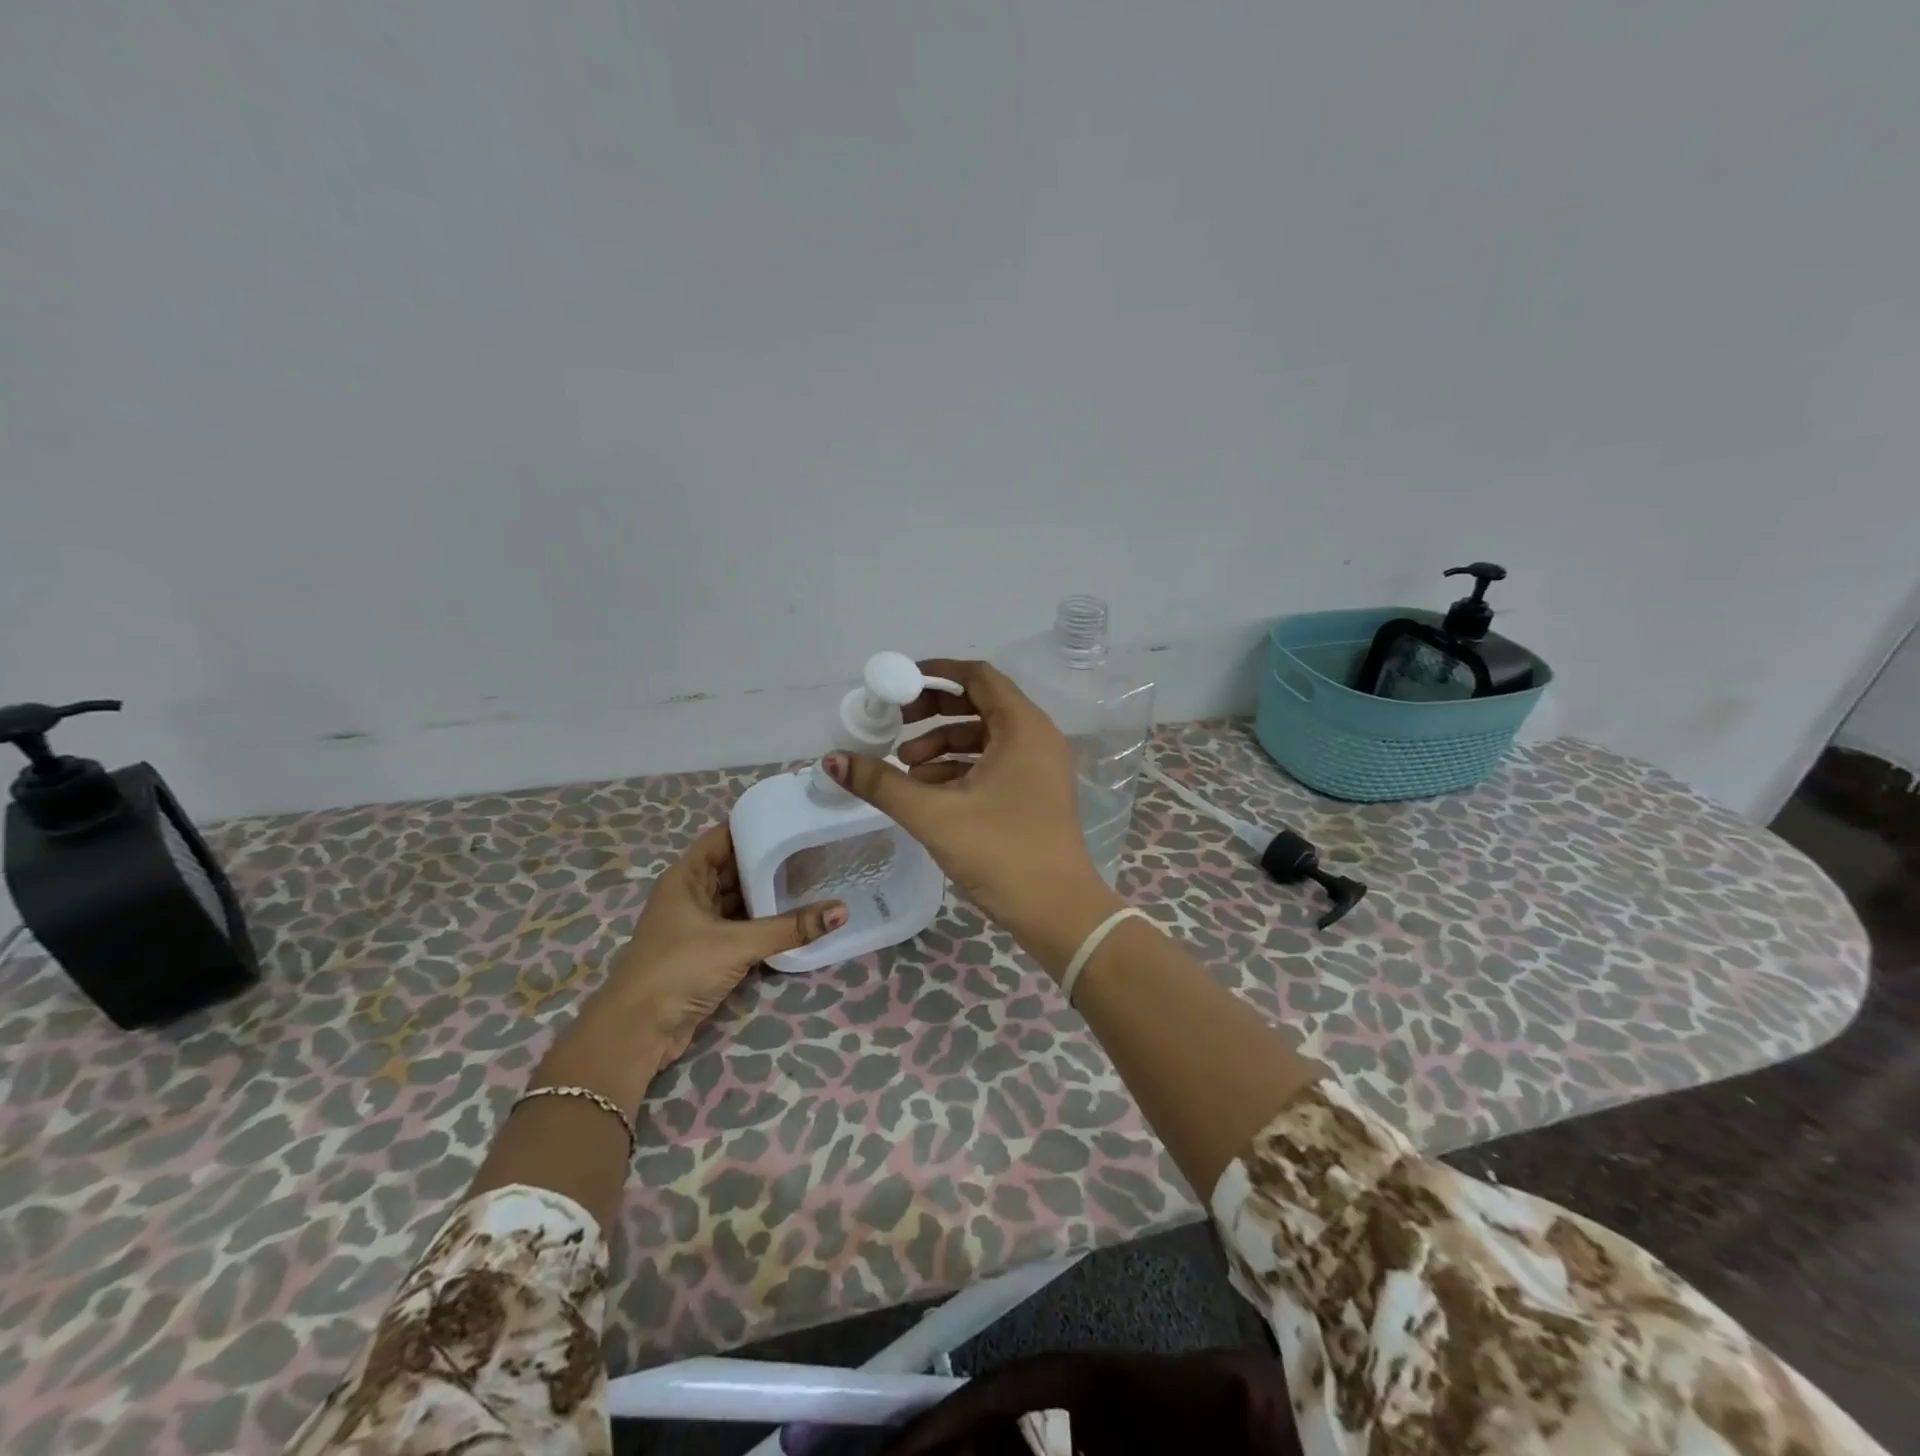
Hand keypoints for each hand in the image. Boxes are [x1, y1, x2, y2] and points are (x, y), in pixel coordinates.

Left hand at [584, 824, 845, 1065]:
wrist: (638, 1031)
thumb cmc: (678, 969)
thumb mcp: (737, 944)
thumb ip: (789, 928)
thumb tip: (842, 911)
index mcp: (687, 876)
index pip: (724, 836)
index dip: (755, 825)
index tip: (793, 820)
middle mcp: (691, 894)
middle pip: (734, 867)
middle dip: (769, 861)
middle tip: (813, 851)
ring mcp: (698, 924)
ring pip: (739, 899)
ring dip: (768, 894)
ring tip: (812, 880)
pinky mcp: (706, 952)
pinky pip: (741, 927)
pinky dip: (763, 922)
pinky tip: (794, 918)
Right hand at [822, 659, 1119, 971]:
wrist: (1059, 913)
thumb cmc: (1001, 853)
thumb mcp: (934, 815)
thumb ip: (882, 783)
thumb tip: (832, 759)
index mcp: (1023, 727)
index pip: (978, 677)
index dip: (935, 675)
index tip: (896, 686)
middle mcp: (1037, 738)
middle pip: (979, 704)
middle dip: (933, 713)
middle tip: (895, 726)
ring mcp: (1039, 767)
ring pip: (984, 739)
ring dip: (942, 746)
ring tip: (904, 769)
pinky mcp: (1035, 793)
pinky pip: (993, 765)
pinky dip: (959, 769)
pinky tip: (927, 792)